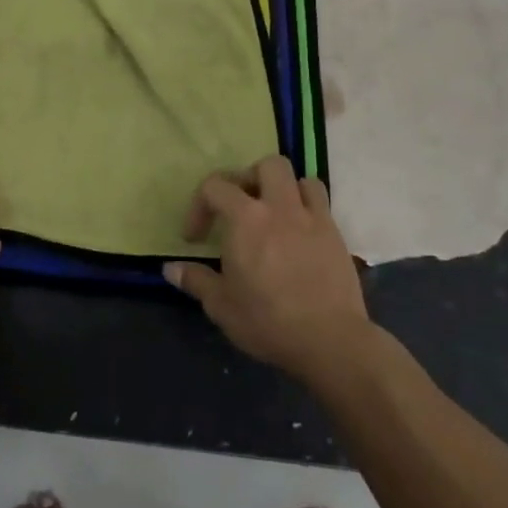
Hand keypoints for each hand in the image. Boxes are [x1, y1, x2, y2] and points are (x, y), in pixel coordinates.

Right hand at [164, 155, 371, 381]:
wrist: (330, 341)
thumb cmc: (268, 321)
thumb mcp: (221, 305)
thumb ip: (195, 280)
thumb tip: (170, 269)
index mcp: (246, 218)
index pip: (215, 186)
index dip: (199, 206)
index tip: (195, 238)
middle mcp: (280, 208)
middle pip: (267, 166)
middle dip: (250, 179)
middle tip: (240, 208)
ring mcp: (313, 219)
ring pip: (301, 179)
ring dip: (285, 190)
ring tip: (274, 215)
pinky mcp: (337, 237)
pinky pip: (322, 205)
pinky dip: (308, 209)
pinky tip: (299, 236)